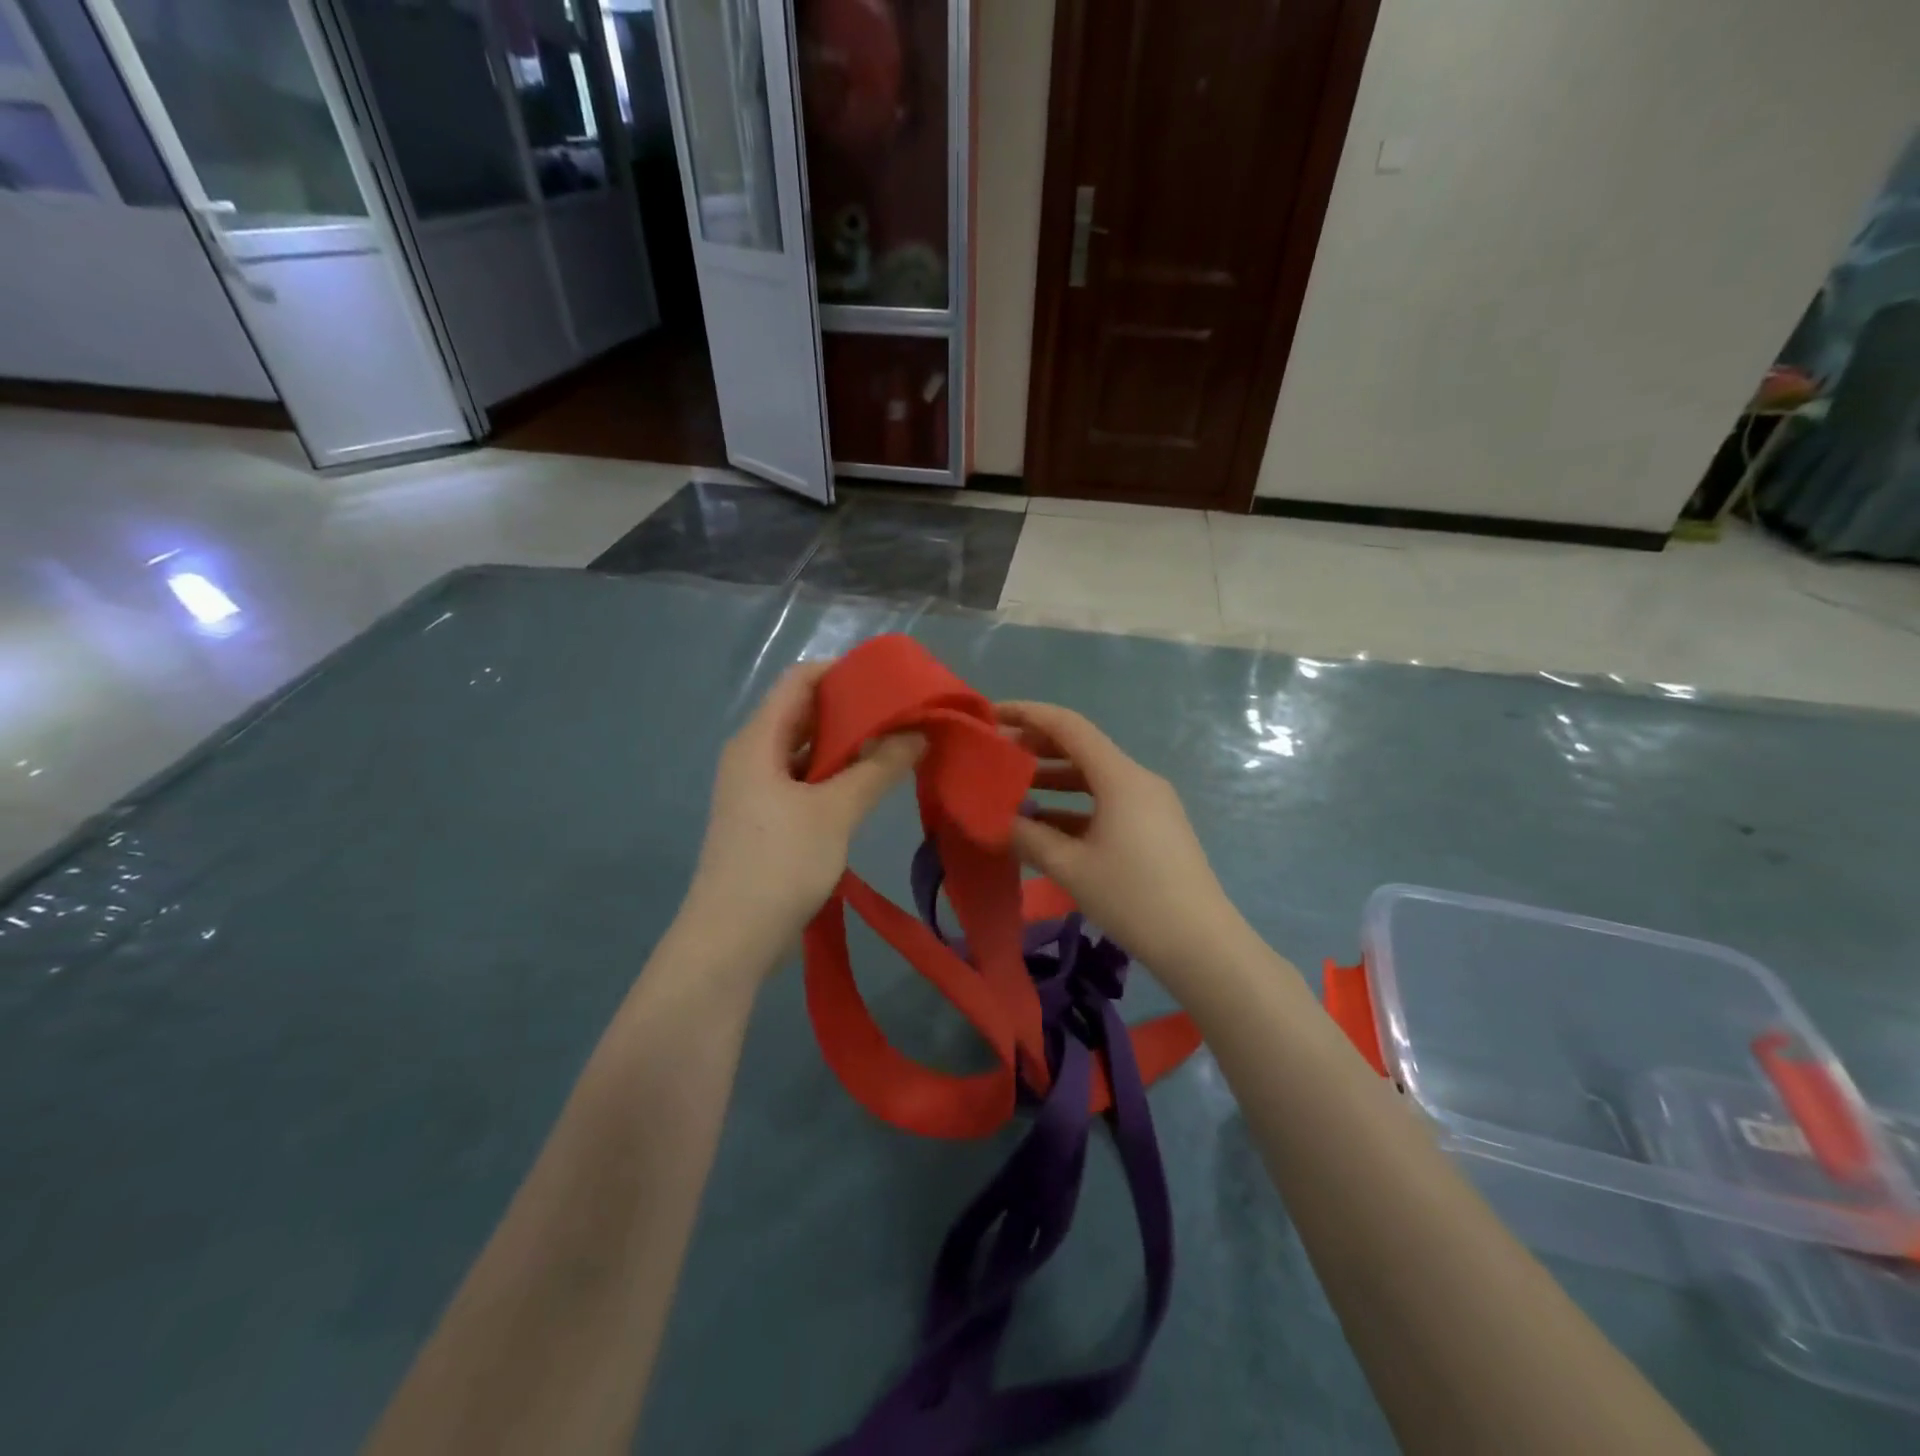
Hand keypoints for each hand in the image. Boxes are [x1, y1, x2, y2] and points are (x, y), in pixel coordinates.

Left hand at [684, 661, 922, 968]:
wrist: (731, 940)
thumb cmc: (779, 863)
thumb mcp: (835, 811)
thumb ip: (878, 768)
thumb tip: (918, 733)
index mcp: (758, 740)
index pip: (800, 680)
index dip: (842, 672)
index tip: (889, 680)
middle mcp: (753, 755)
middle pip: (804, 713)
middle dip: (852, 709)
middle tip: (903, 712)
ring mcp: (757, 789)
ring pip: (807, 750)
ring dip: (847, 745)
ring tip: (897, 743)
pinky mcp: (767, 819)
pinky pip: (805, 781)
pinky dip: (836, 775)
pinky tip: (871, 784)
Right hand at [1000, 701, 1248, 991]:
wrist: (1202, 945)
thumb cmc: (1134, 898)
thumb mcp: (1071, 867)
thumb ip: (1029, 838)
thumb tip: (995, 821)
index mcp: (1121, 777)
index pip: (1068, 726)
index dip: (1027, 714)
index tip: (991, 714)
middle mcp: (1137, 780)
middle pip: (1081, 748)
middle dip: (1036, 748)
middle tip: (995, 756)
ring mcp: (1150, 804)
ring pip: (1092, 779)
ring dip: (1052, 781)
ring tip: (1011, 792)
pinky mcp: (1154, 828)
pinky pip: (1106, 803)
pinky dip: (1073, 807)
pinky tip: (1044, 826)